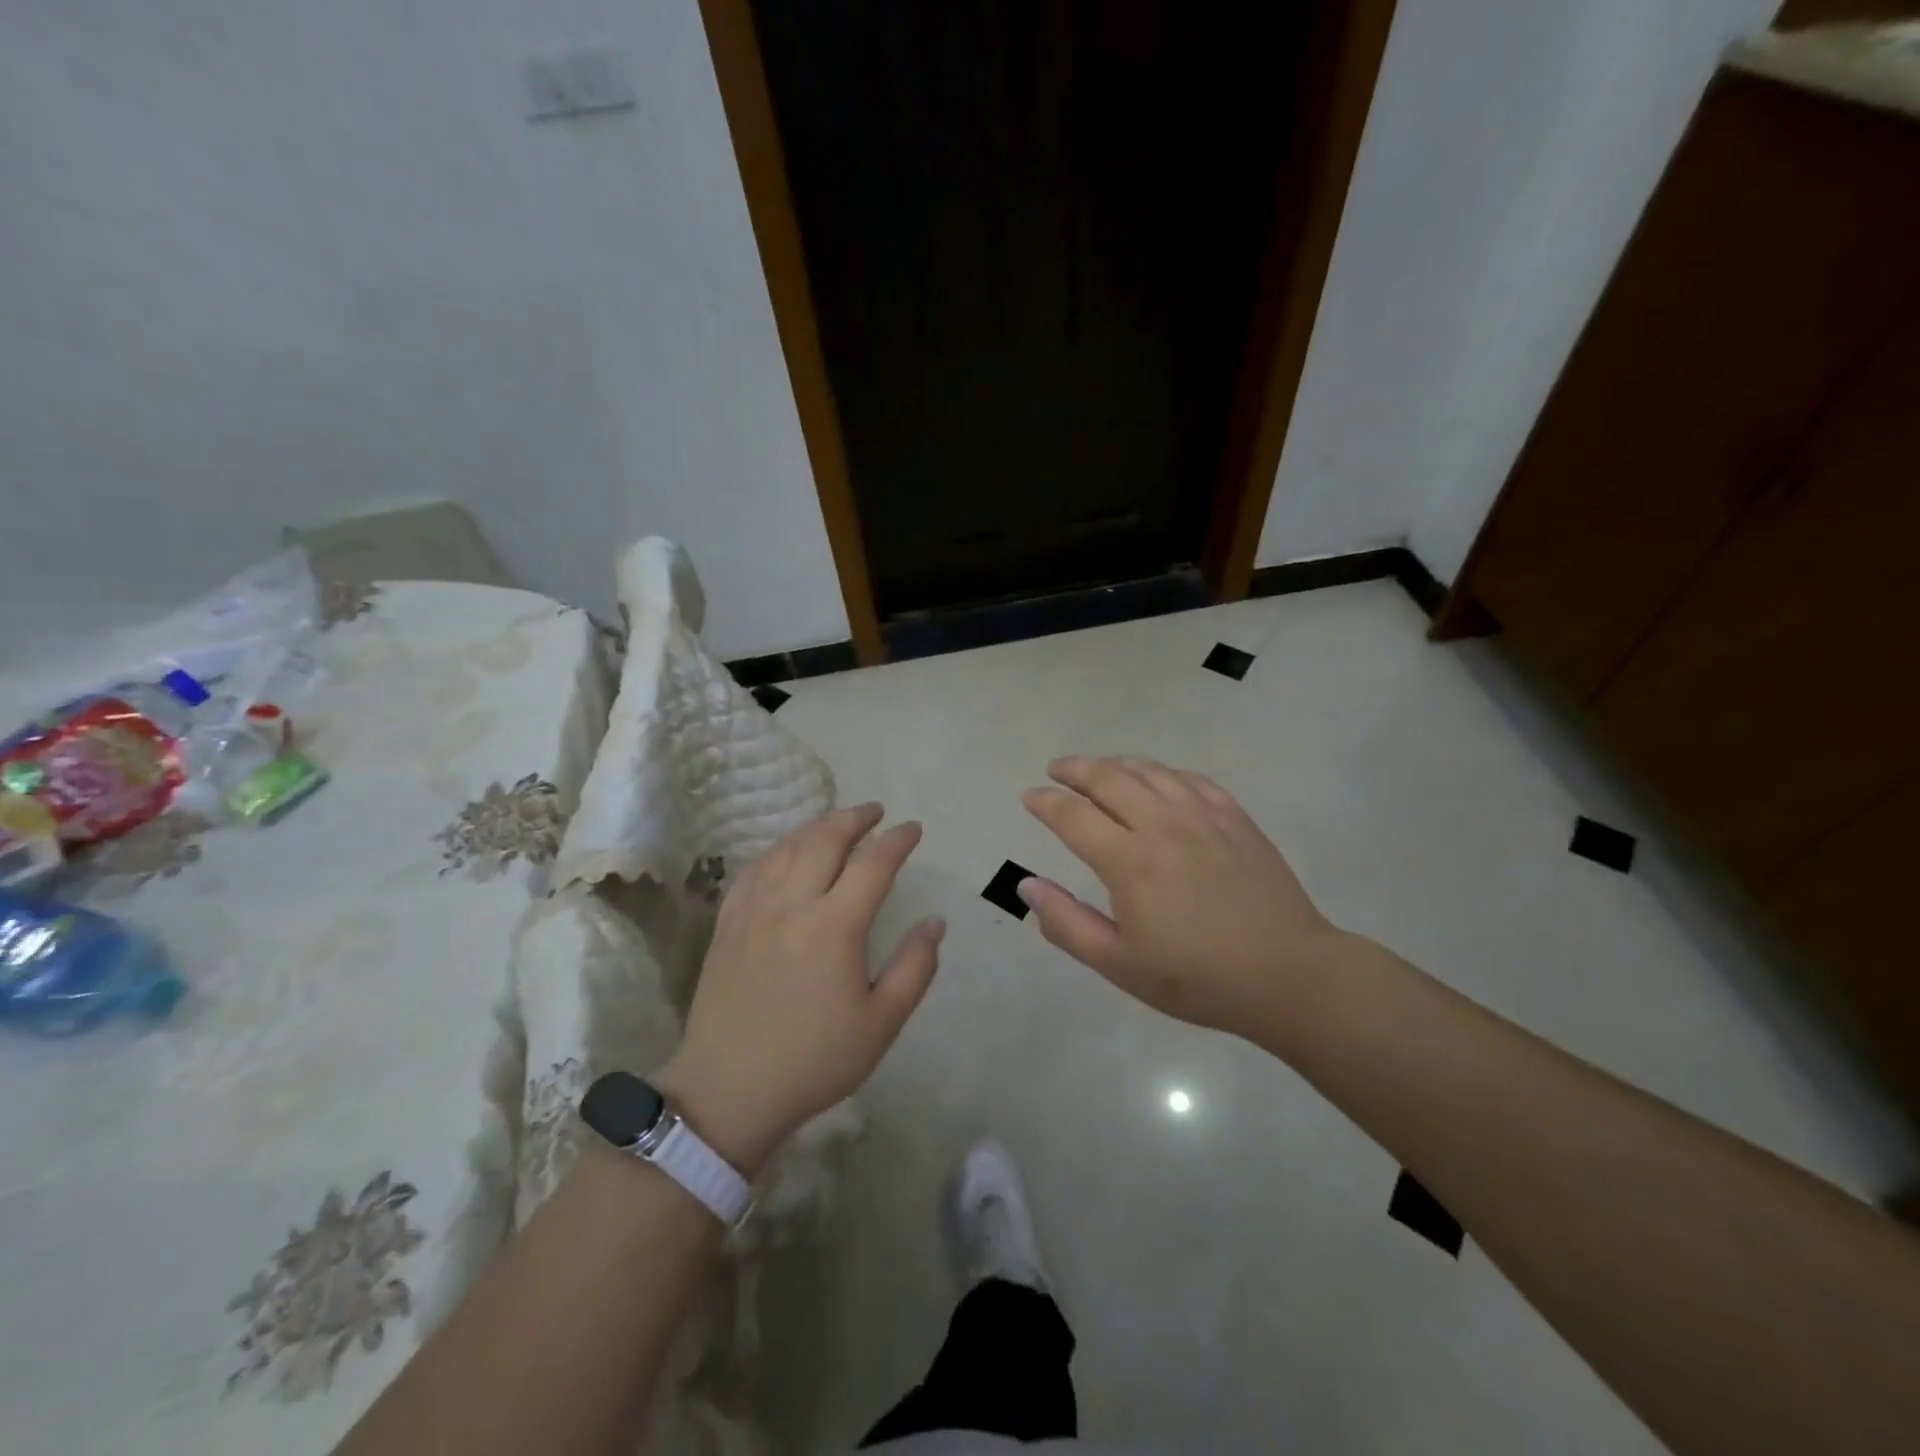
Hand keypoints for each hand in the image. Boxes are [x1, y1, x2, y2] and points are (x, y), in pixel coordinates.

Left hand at [658, 805, 943, 1174]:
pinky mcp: (727, 923)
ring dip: (817, 827)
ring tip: (837, 823)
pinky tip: (786, 853)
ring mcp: (753, 910)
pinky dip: (778, 850)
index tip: (913, 829)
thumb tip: (935, 922)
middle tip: (875, 812)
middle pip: (825, 840)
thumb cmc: (813, 1060)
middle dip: (854, 818)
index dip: (897, 841)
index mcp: (834, 926)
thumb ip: (915, 968)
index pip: (872, 864)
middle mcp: (792, 904)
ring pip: (787, 848)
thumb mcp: (880, 1023)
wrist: (729, 1090)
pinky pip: (754, 869)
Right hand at [1020, 755, 1344, 1039]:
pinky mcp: (1235, 818)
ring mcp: (1203, 815)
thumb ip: (1067, 923)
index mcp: (1130, 860)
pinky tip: (1157, 780)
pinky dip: (1162, 772)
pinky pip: (1190, 778)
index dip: (1045, 802)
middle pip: (1108, 778)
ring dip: (1115, 764)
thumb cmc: (1197, 978)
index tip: (1029, 797)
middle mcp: (1162, 824)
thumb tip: (1025, 886)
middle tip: (1056, 769)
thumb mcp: (1119, 964)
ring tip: (1098, 769)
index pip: (1073, 815)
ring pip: (1149, 770)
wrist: (1288, 975)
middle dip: (1074, 769)